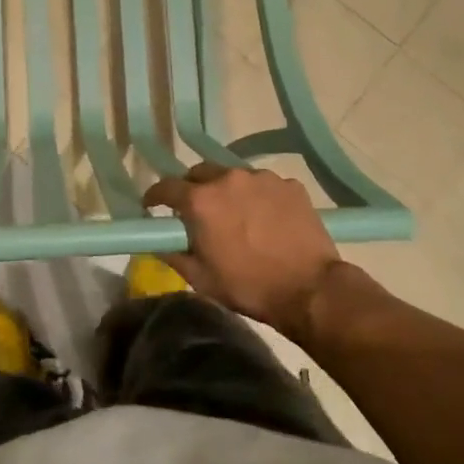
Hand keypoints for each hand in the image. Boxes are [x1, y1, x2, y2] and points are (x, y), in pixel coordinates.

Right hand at [142, 164, 340, 334]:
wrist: (311, 289)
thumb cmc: (249, 286)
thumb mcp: (200, 278)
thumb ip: (172, 253)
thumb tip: (158, 240)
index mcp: (201, 200)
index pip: (166, 187)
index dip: (155, 196)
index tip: (152, 206)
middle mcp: (228, 178)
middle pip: (199, 173)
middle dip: (192, 189)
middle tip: (196, 211)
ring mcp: (262, 178)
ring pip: (233, 176)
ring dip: (227, 191)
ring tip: (235, 214)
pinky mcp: (289, 184)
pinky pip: (263, 184)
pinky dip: (257, 197)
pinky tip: (265, 218)